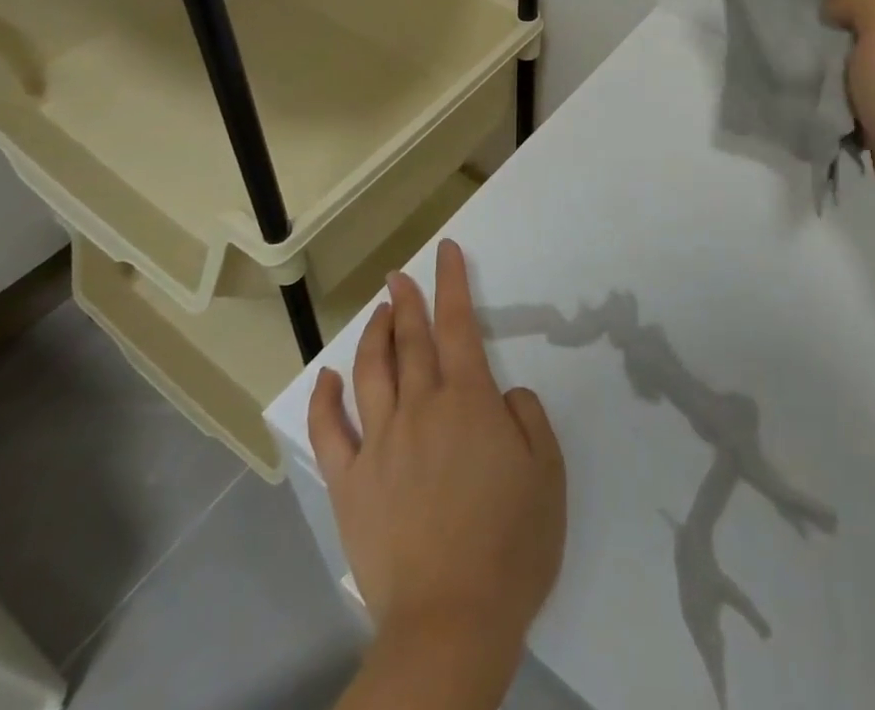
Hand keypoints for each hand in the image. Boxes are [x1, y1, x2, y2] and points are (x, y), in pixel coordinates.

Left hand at [309, 239, 566, 690]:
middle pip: (411, 340)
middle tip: (400, 274)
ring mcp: (379, 444)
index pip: (458, 324)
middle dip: (408, 300)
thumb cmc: (511, 545)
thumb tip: (503, 396)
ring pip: (371, 372)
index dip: (452, 283)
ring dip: (374, 335)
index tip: (445, 252)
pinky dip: (327, 400)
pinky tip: (329, 378)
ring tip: (379, 311)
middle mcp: (420, 408)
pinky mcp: (350, 484)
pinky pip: (331, 432)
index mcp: (468, 401)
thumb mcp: (547, 473)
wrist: (451, 622)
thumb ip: (528, 419)